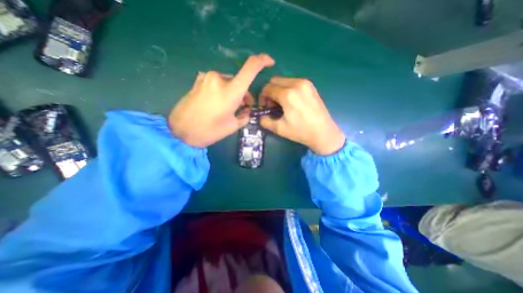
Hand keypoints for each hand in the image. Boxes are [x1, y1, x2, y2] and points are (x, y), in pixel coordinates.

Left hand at [169, 54, 274, 147]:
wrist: (180, 132)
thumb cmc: (210, 131)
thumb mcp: (233, 126)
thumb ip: (245, 115)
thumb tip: (246, 109)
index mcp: (231, 90)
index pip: (251, 67)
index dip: (263, 61)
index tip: (270, 62)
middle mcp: (219, 79)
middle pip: (239, 81)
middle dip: (244, 93)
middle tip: (243, 108)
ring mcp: (206, 78)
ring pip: (228, 82)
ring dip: (232, 93)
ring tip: (229, 108)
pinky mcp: (198, 81)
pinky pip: (217, 83)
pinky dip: (222, 91)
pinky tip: (217, 104)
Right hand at [258, 78, 345, 155]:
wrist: (323, 133)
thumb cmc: (301, 131)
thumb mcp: (279, 128)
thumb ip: (264, 121)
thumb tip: (260, 116)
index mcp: (287, 94)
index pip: (267, 88)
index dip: (262, 97)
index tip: (264, 107)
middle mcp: (296, 84)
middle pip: (274, 81)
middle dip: (270, 92)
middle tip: (272, 106)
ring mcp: (305, 83)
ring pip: (284, 80)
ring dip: (278, 90)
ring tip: (282, 104)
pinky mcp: (311, 86)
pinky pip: (293, 82)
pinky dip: (288, 89)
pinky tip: (291, 102)